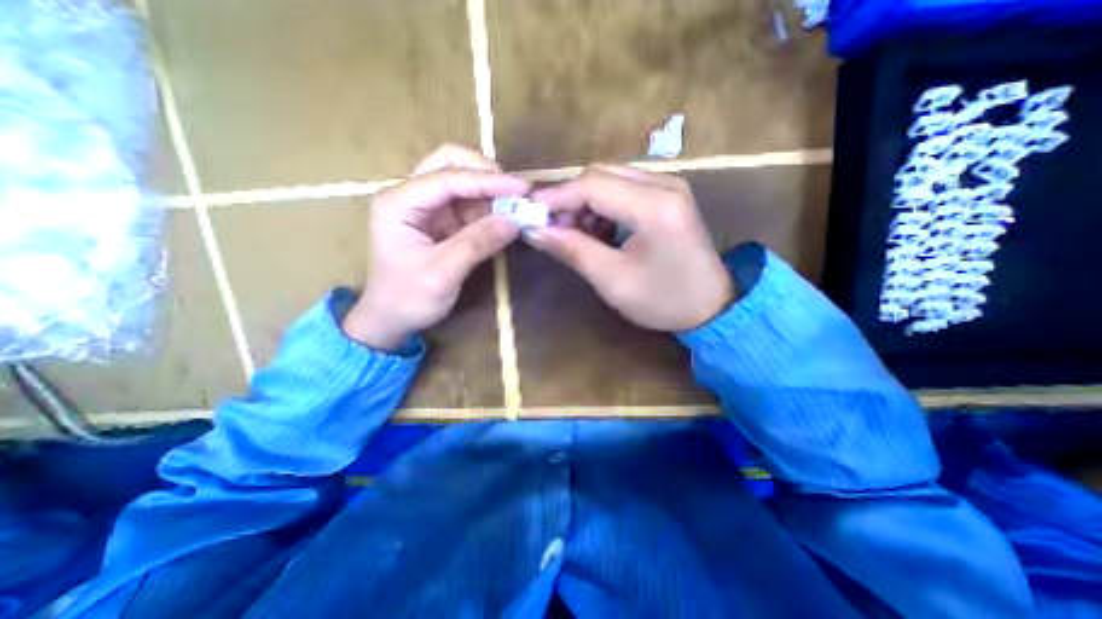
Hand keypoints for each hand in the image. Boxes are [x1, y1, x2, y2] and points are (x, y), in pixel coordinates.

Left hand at [346, 142, 530, 346]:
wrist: (391, 319)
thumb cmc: (407, 299)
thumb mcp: (442, 274)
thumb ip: (477, 244)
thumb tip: (514, 221)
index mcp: (399, 203)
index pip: (447, 178)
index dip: (487, 181)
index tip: (522, 188)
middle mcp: (411, 196)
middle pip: (449, 163)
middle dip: (484, 173)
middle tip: (513, 193)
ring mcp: (427, 207)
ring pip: (463, 180)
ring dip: (490, 190)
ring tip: (515, 207)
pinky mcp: (442, 221)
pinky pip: (469, 204)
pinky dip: (489, 207)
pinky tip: (504, 218)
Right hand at [526, 162, 733, 331]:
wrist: (711, 307)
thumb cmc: (663, 300)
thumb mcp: (613, 280)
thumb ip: (572, 250)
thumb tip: (535, 230)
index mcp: (655, 206)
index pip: (593, 184)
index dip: (556, 197)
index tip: (530, 214)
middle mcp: (665, 184)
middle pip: (600, 174)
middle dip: (570, 198)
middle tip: (552, 228)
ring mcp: (669, 186)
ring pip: (610, 179)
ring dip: (585, 202)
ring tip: (573, 233)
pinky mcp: (668, 196)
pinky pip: (624, 189)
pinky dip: (602, 206)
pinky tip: (597, 230)